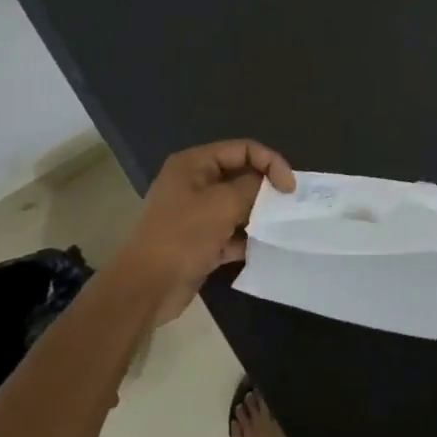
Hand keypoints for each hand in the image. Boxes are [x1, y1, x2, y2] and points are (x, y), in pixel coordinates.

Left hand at [116, 140, 294, 322]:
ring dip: (258, 216)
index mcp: (194, 164)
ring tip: (278, 228)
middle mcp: (194, 183)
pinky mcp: (200, 240)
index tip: (290, 188)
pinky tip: (262, 249)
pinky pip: (231, 232)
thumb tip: (269, 184)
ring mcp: (196, 213)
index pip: (243, 149)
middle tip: (287, 208)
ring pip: (237, 206)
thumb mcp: (223, 204)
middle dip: (265, 190)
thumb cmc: (184, 236)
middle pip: (241, 176)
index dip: (270, 162)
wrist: (147, 287)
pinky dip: (246, 239)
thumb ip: (253, 187)